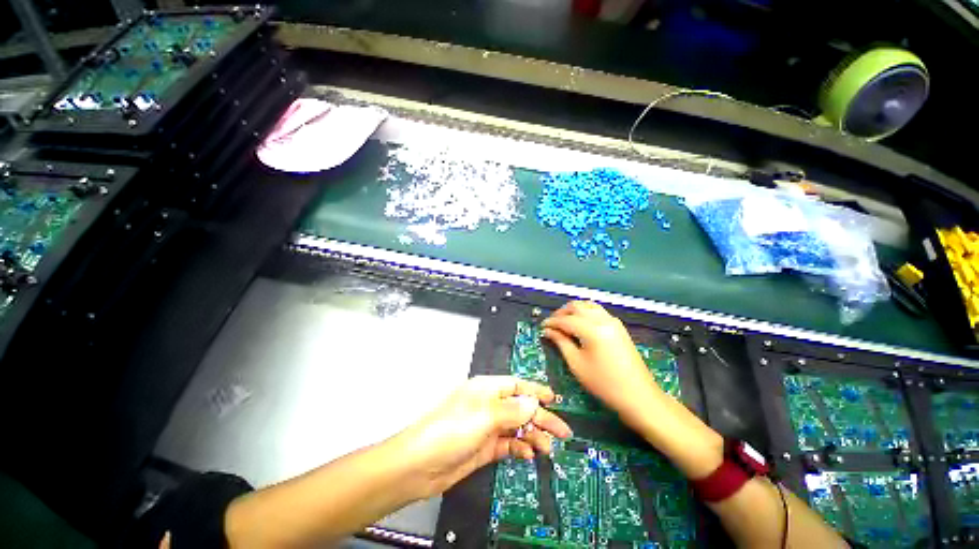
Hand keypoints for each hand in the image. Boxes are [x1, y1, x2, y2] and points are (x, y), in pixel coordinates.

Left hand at [393, 376, 571, 498]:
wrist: (420, 466)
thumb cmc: (448, 431)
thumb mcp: (483, 416)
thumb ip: (511, 409)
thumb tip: (533, 403)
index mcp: (486, 389)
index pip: (516, 385)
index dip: (535, 391)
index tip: (553, 399)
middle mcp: (488, 405)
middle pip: (520, 407)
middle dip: (541, 417)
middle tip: (561, 431)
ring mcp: (486, 427)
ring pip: (516, 426)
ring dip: (532, 434)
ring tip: (546, 446)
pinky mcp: (484, 447)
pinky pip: (508, 443)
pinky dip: (519, 447)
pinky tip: (528, 452)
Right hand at [542, 301, 663, 421]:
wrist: (639, 396)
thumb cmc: (604, 384)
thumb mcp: (577, 364)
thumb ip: (561, 342)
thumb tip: (548, 331)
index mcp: (592, 329)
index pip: (566, 320)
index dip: (552, 322)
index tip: (542, 327)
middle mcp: (603, 320)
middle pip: (577, 306)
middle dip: (561, 313)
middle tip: (552, 324)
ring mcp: (613, 321)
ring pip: (588, 305)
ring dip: (574, 310)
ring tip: (564, 322)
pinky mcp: (618, 326)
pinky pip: (598, 311)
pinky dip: (585, 312)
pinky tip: (579, 324)